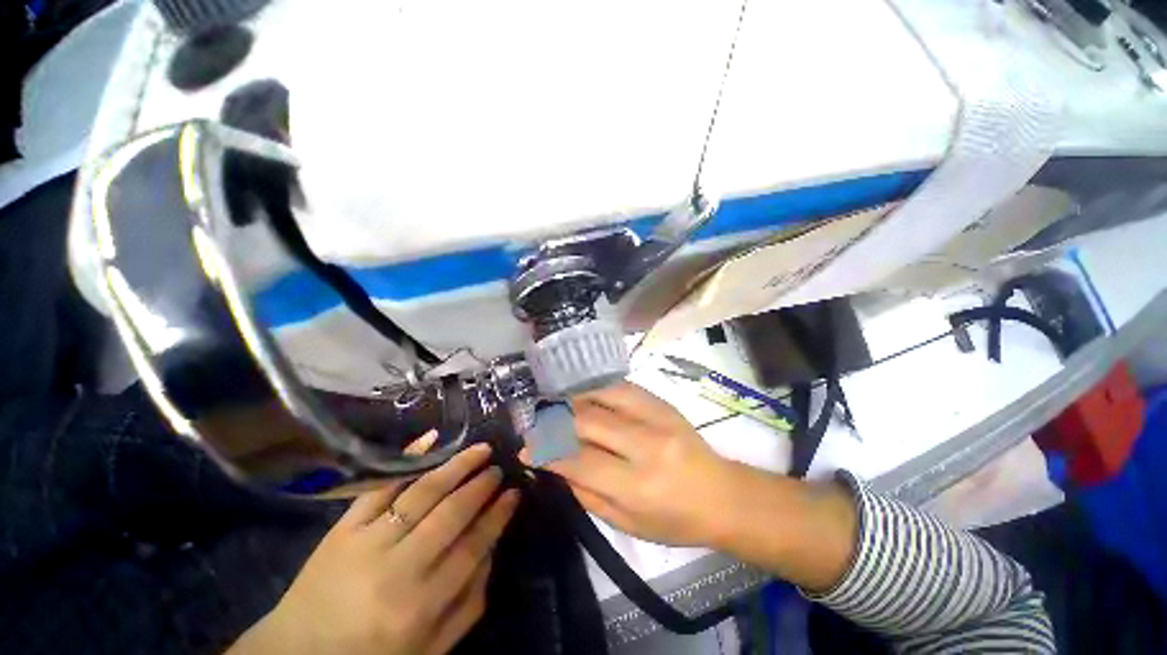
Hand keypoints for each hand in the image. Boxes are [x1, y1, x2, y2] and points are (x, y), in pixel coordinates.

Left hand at [229, 438, 519, 654]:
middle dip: (480, 487)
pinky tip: (431, 438)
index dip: (496, 517)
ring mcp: (367, 541)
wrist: (298, 653)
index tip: (513, 494)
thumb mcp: (429, 650)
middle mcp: (397, 568)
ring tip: (480, 450)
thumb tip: (492, 551)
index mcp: (420, 605)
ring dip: (456, 467)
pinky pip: (380, 486)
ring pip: (421, 493)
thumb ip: (468, 605)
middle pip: (450, 514)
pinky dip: (407, 459)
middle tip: (497, 467)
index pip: (471, 548)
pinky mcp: (344, 526)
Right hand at [531, 384, 858, 590]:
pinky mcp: (663, 403)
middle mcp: (645, 445)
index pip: (578, 460)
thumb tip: (555, 464)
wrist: (723, 495)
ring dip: (573, 400)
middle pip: (587, 421)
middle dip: (553, 421)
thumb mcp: (627, 524)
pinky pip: (621, 387)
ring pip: (602, 396)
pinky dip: (596, 390)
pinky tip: (584, 396)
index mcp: (637, 486)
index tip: (525, 448)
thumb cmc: (675, 521)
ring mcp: (656, 417)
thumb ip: (587, 492)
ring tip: (556, 408)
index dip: (546, 451)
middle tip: (536, 424)